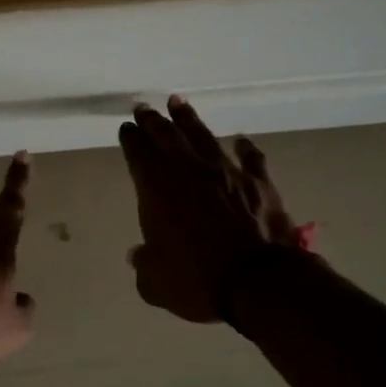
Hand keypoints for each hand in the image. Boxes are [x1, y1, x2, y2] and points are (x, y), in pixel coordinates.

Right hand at [118, 97, 298, 322]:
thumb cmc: (197, 281)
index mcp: (157, 190)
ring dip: (189, 120)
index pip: (139, 155)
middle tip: (143, 108)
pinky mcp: (259, 184)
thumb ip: (144, 264)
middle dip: (153, 121)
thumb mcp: (155, 283)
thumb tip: (139, 255)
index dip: (131, 140)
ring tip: (178, 103)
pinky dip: (245, 148)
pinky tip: (241, 140)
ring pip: (204, 137)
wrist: (258, 282)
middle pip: (167, 137)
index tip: (126, 129)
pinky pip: (251, 159)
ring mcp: (227, 173)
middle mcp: (190, 172)